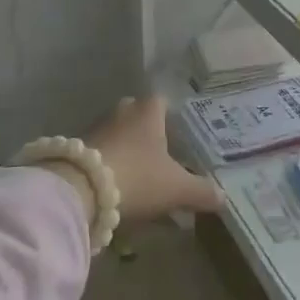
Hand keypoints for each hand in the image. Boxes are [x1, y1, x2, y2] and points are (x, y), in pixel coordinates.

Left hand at [81, 95, 224, 222]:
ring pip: (117, 135)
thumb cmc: (137, 177)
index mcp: (148, 110)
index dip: (172, 118)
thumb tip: (224, 197)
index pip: (162, 102)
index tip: (180, 137)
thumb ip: (201, 191)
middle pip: (138, 117)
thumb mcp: (177, 189)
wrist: (79, 190)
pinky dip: (108, 165)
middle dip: (148, 134)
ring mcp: (95, 128)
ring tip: (138, 177)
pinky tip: (114, 186)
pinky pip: (99, 153)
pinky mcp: (75, 149)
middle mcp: (122, 111)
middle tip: (161, 157)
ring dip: (126, 151)